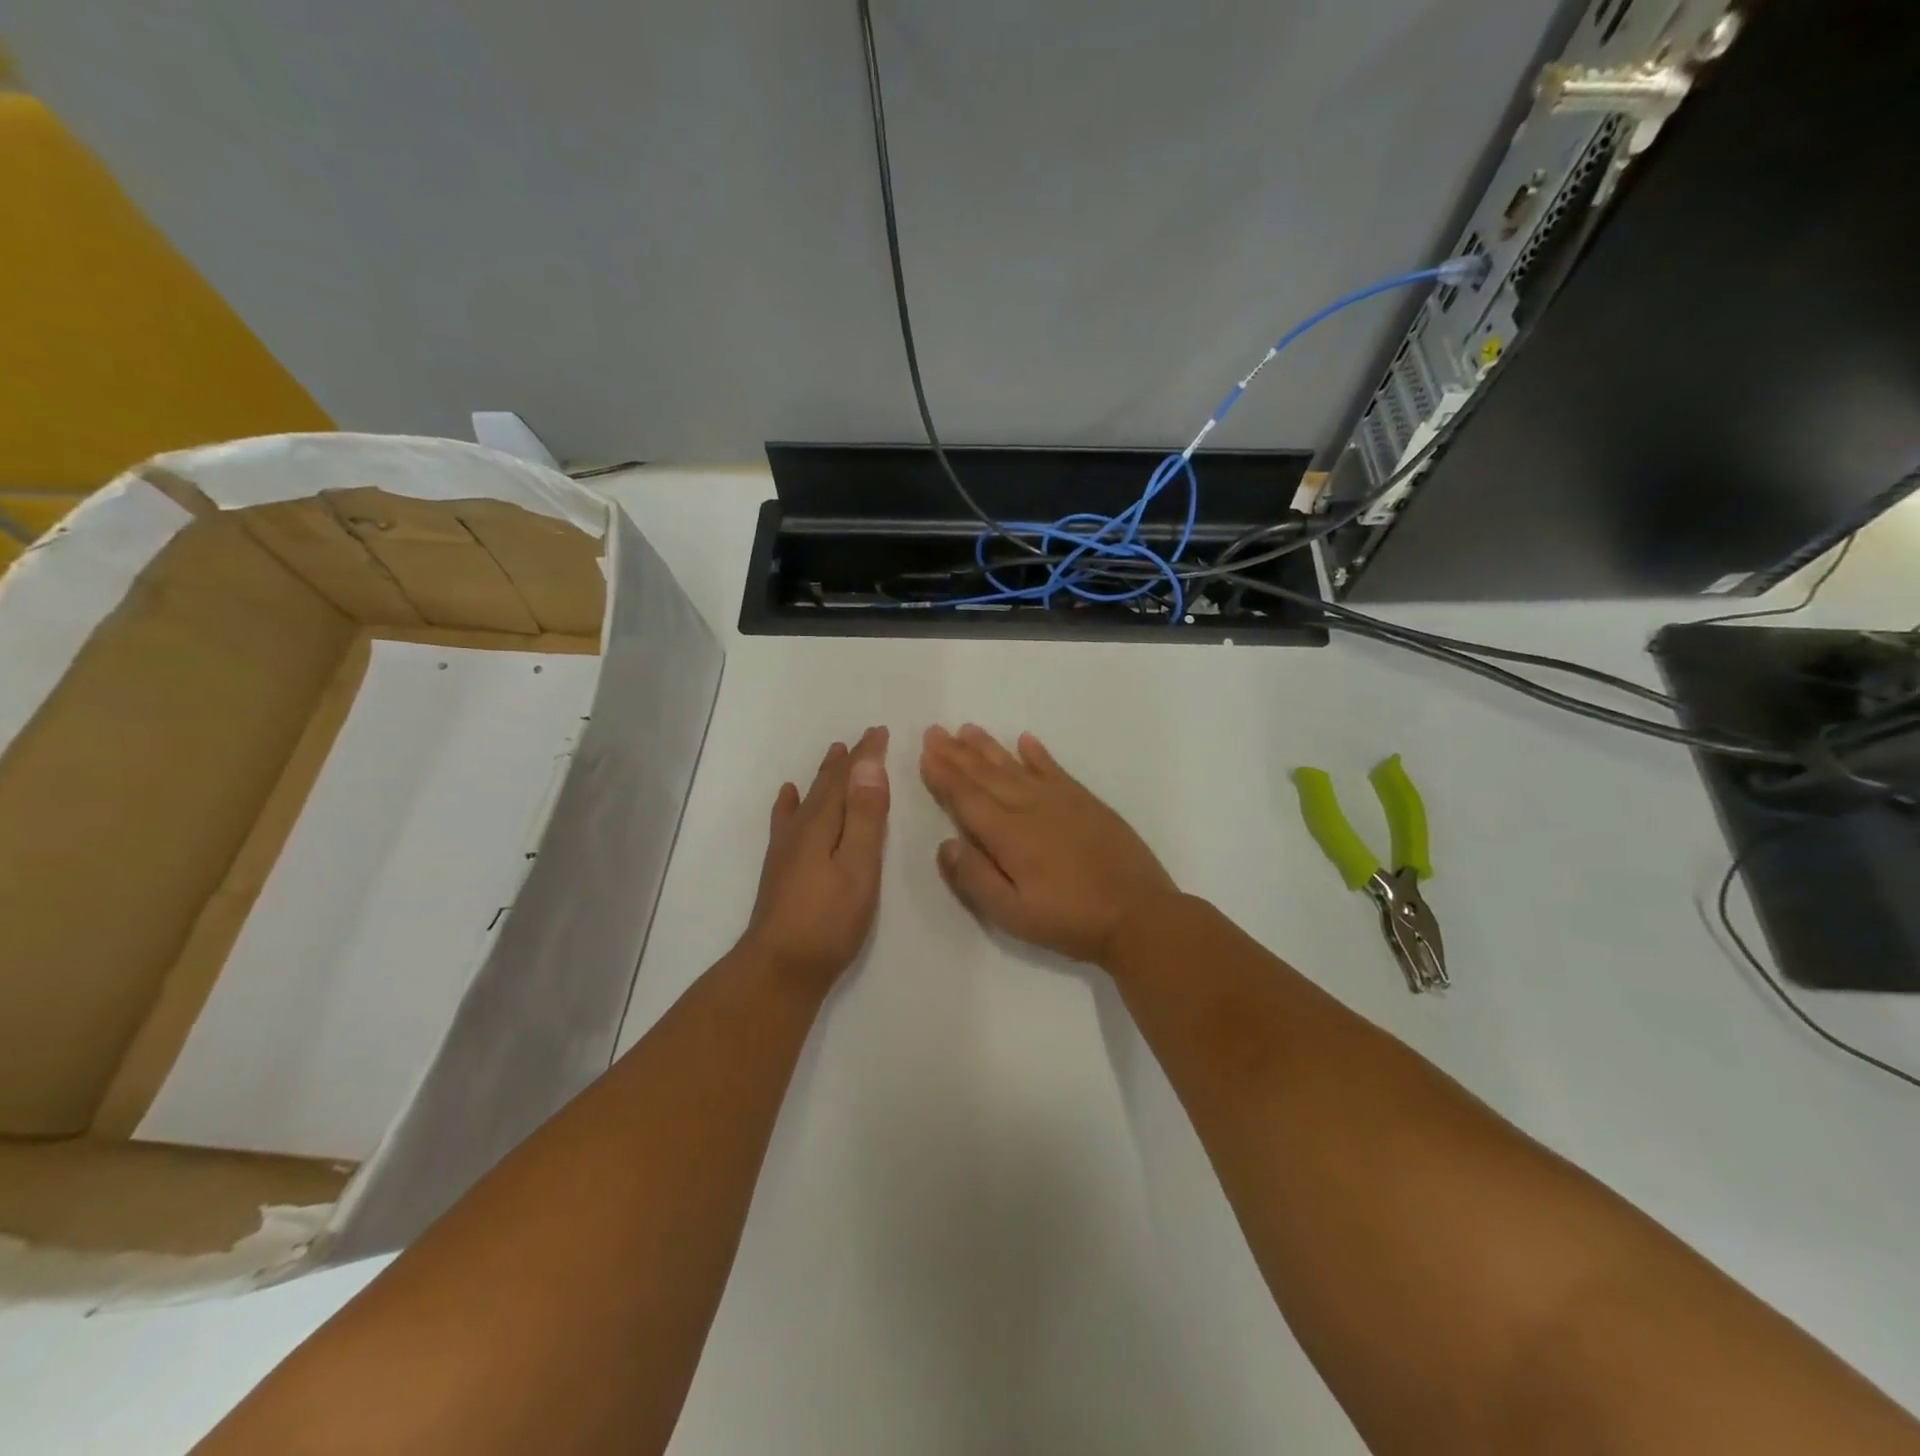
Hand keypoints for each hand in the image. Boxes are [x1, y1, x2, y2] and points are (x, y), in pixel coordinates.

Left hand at [740, 726, 890, 997]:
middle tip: (862, 738)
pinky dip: (790, 804)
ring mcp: (786, 848)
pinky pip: (786, 821)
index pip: (847, 779)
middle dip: (847, 761)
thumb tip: (868, 765)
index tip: (879, 731)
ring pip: (809, 799)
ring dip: (824, 777)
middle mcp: (801, 828)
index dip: (864, 755)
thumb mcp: (858, 867)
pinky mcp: (781, 868)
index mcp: (822, 824)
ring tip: (832, 755)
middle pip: (826, 785)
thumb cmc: (828, 920)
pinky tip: (788, 796)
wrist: (779, 967)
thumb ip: (864, 816)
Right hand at [919, 724, 1177, 962]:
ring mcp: (1062, 801)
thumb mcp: (1012, 914)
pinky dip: (1038, 754)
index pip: (967, 798)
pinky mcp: (1087, 802)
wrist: (1139, 914)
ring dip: (989, 748)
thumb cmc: (1070, 920)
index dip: (944, 776)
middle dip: (957, 754)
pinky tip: (1026, 740)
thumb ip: (975, 878)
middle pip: (986, 775)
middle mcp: (1030, 808)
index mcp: (1008, 836)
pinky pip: (1055, 769)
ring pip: (1016, 766)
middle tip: (935, 731)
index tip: (925, 752)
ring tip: (967, 729)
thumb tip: (945, 844)